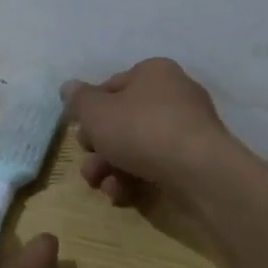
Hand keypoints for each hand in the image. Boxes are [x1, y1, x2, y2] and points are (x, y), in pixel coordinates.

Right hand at [62, 58, 233, 205]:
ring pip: (137, 146)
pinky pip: (157, 165)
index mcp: (153, 73)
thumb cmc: (141, 130)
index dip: (90, 110)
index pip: (111, 86)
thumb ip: (79, 100)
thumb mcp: (96, 112)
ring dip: (111, 167)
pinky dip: (135, 179)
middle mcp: (173, 95)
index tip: (79, 132)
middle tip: (88, 164)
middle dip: (99, 146)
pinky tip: (122, 195)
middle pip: (123, 120)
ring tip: (100, 185)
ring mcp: (187, 129)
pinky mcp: (194, 160)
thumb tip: (68, 87)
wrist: (199, 172)